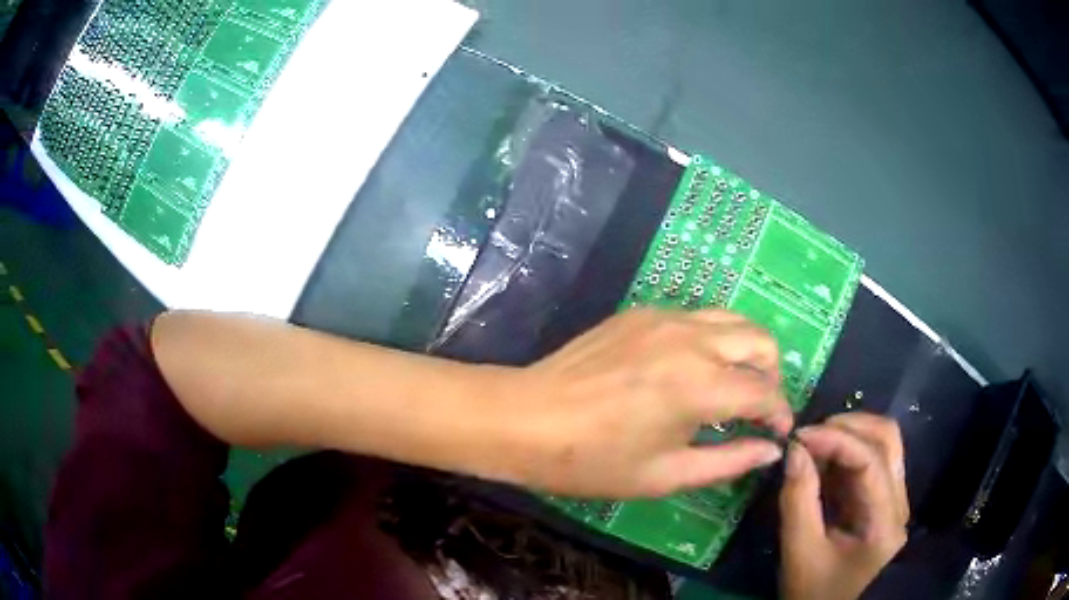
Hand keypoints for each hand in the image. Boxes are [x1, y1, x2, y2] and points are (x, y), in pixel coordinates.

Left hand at [497, 308, 793, 497]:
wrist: (526, 419)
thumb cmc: (593, 460)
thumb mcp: (665, 475)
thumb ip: (727, 461)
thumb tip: (770, 450)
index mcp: (700, 385)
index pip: (764, 391)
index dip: (779, 413)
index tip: (777, 432)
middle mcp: (691, 339)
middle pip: (760, 339)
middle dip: (771, 373)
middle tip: (756, 408)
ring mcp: (663, 318)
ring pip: (731, 320)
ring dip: (745, 350)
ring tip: (731, 386)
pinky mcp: (640, 312)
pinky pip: (695, 317)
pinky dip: (711, 340)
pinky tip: (689, 370)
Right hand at [779, 413, 908, 599]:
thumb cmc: (817, 593)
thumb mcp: (801, 554)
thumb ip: (798, 502)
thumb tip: (793, 451)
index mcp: (885, 520)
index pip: (871, 459)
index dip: (837, 439)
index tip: (798, 437)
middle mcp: (898, 501)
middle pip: (886, 439)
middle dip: (847, 427)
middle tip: (808, 436)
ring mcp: (893, 500)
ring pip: (881, 446)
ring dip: (848, 437)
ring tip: (813, 446)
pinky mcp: (881, 503)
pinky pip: (870, 463)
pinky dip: (845, 455)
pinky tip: (822, 463)